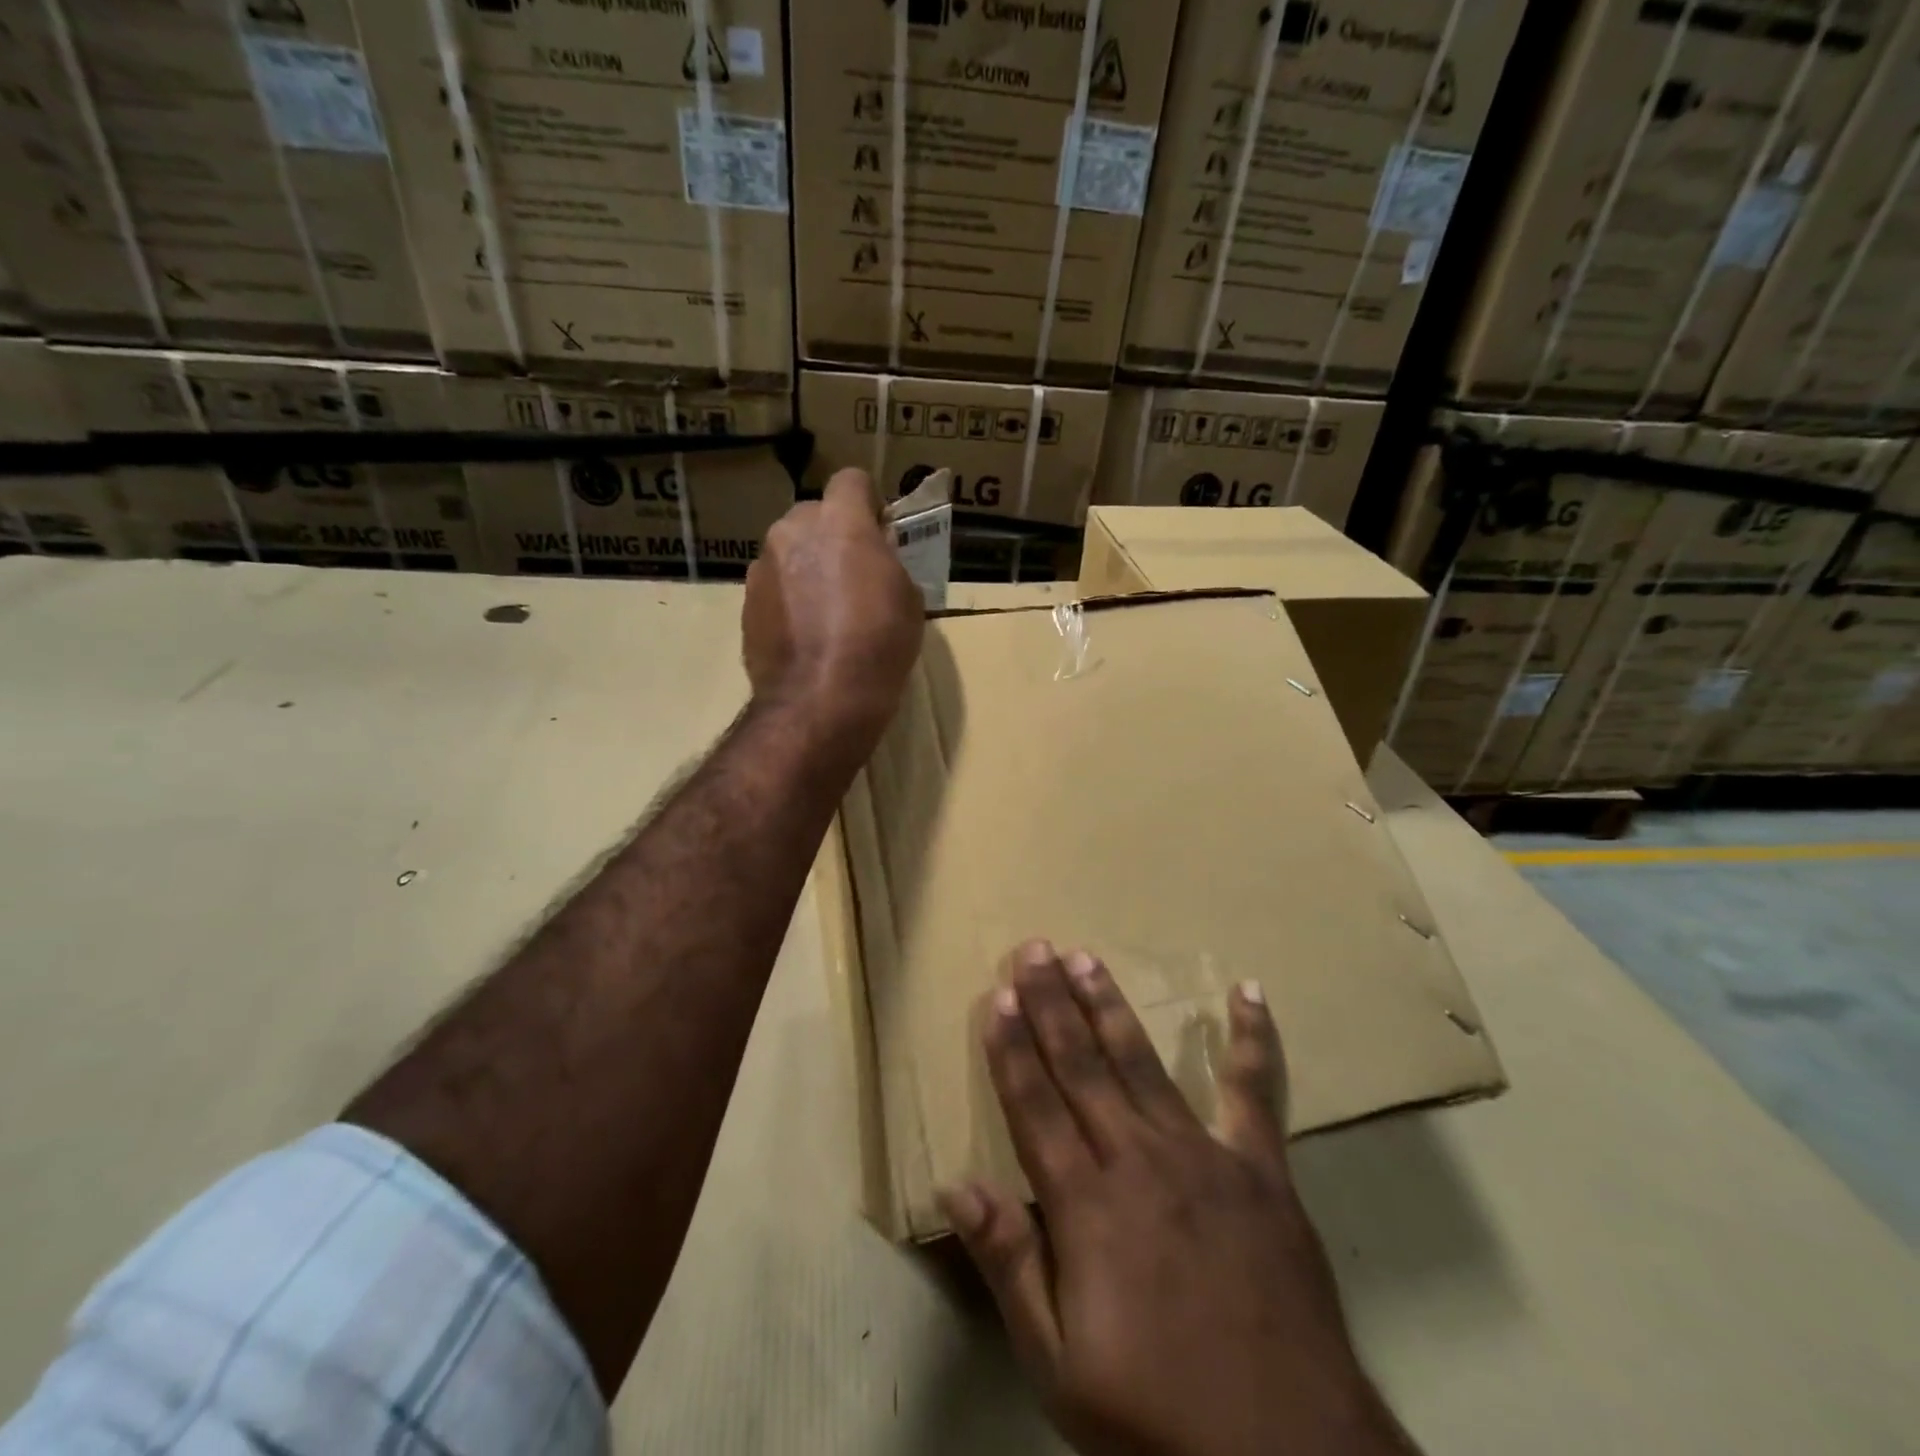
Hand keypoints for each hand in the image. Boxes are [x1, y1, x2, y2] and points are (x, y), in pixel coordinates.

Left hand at [744, 468, 924, 750]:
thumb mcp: (908, 598)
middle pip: (815, 515)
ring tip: (826, 611)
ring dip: (807, 567)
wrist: (820, 699)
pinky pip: (773, 586)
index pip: (853, 480)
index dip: (869, 503)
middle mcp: (792, 531)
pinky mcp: (746, 602)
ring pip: (789, 551)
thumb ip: (889, 563)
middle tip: (854, 574)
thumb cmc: (878, 644)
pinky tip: (805, 634)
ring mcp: (762, 567)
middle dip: (833, 535)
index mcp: (840, 521)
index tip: (881, 532)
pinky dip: (788, 599)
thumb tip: (876, 558)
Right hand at [941, 942, 1418, 1455]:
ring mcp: (1204, 1156)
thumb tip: (955, 1186)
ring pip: (1143, 1063)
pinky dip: (1253, 1040)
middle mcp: (1138, 1160)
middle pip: (1081, 1066)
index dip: (1012, 1046)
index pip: (1034, 1104)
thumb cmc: (1157, 1419)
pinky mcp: (1261, 1169)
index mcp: (1086, 1204)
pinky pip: (1255, 1092)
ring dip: (1110, 1006)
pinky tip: (1247, 992)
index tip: (997, 994)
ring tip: (1086, 958)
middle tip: (1034, 948)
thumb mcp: (1059, 1367)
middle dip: (1051, 1003)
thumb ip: (1009, 1266)